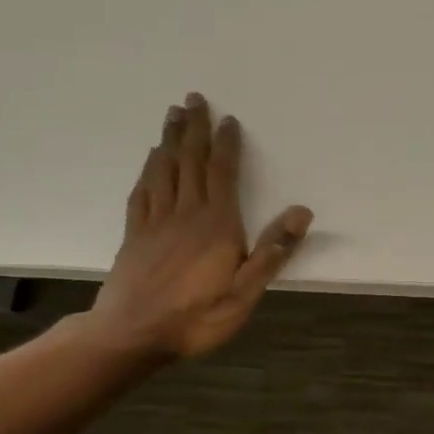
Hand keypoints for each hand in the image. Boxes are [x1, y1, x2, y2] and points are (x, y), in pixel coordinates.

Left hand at [85, 93, 311, 360]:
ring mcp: (155, 223)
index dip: (226, 145)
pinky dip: (148, 171)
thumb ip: (272, 251)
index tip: (229, 120)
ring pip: (163, 171)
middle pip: (189, 162)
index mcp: (216, 224)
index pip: (222, 173)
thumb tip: (301, 212)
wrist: (132, 334)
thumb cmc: (196, 317)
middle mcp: (185, 214)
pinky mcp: (135, 236)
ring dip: (169, 140)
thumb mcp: (245, 292)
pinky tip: (150, 162)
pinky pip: (143, 192)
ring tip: (172, 116)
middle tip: (193, 99)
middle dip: (194, 129)